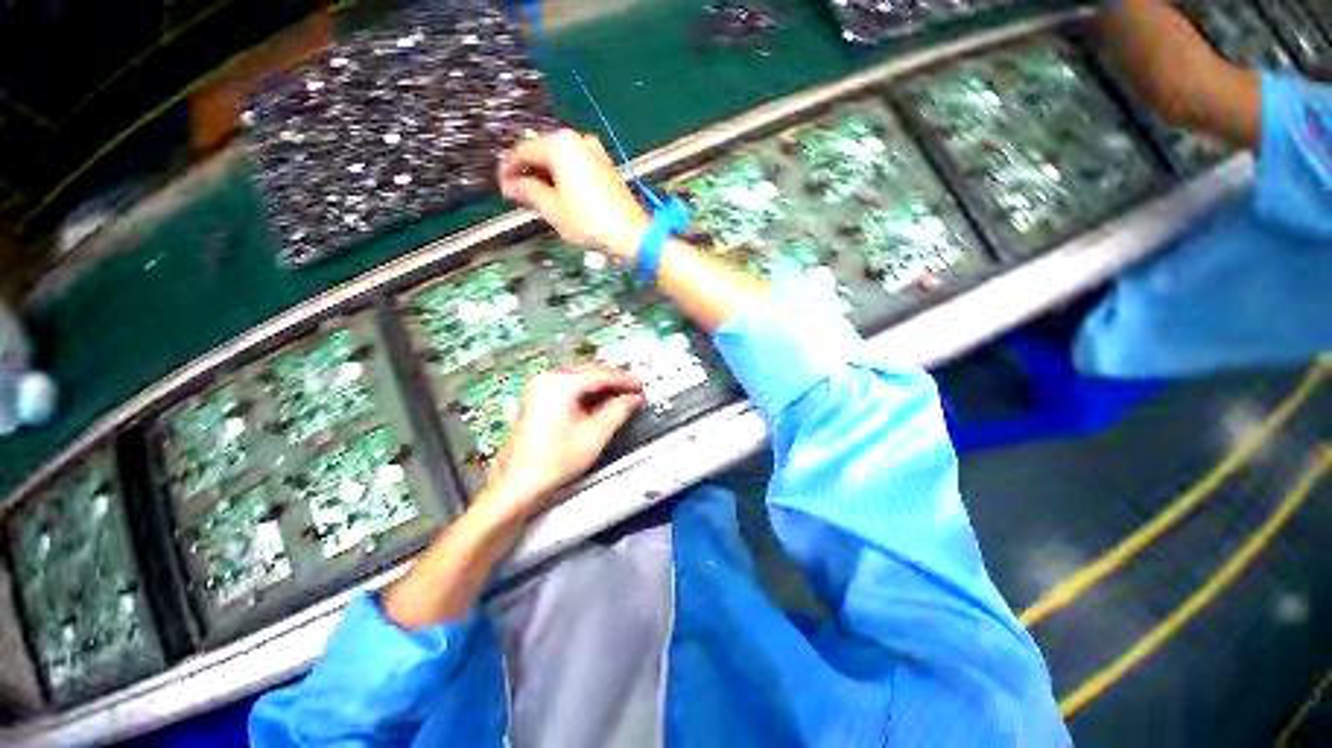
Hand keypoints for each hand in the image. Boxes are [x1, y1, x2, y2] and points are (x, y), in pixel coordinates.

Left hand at [484, 364, 645, 520]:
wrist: (519, 483)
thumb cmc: (554, 460)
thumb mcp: (595, 434)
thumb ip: (619, 410)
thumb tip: (634, 398)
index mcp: (560, 384)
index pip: (601, 374)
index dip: (624, 380)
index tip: (640, 386)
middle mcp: (547, 379)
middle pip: (589, 371)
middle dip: (613, 380)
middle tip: (633, 390)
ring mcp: (539, 388)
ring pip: (579, 378)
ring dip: (601, 386)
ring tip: (621, 396)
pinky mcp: (537, 398)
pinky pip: (569, 387)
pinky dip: (587, 392)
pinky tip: (600, 402)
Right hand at [498, 129, 649, 258]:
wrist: (631, 234)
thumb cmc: (589, 221)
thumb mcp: (553, 209)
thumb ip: (528, 192)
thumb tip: (510, 185)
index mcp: (561, 145)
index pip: (524, 151)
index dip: (509, 169)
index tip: (502, 187)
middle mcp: (577, 140)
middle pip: (543, 152)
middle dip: (528, 172)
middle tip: (517, 194)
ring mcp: (595, 151)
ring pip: (560, 159)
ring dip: (545, 175)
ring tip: (537, 198)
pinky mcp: (605, 165)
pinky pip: (576, 165)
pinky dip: (563, 177)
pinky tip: (559, 195)